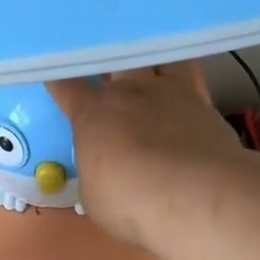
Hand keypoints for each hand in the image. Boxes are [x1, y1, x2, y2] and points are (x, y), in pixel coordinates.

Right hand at [49, 66, 246, 250]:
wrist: (197, 197)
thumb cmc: (131, 202)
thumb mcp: (95, 195)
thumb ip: (96, 170)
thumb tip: (103, 167)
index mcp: (93, 113)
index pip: (66, 83)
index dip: (58, 76)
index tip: (55, 73)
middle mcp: (130, 92)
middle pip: (113, 57)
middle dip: (107, 58)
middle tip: (106, 63)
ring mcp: (170, 93)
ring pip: (157, 58)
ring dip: (150, 61)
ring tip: (150, 66)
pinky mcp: (204, 105)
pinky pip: (190, 81)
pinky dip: (183, 87)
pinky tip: (183, 99)